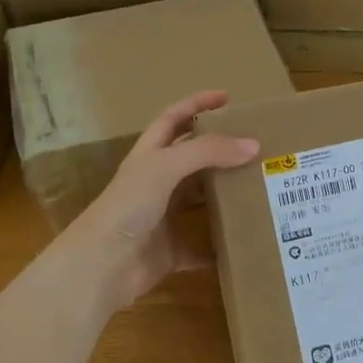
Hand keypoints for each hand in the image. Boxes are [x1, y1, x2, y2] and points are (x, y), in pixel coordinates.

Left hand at [67, 90, 259, 312]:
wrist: (102, 265)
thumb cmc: (128, 206)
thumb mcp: (165, 167)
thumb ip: (208, 151)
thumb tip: (253, 145)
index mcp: (150, 156)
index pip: (174, 119)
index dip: (197, 104)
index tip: (227, 98)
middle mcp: (157, 183)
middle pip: (192, 159)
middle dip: (220, 150)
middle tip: (255, 145)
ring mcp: (164, 217)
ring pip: (200, 200)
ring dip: (225, 195)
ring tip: (260, 187)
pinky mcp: (172, 251)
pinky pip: (202, 247)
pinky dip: (221, 245)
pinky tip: (247, 238)